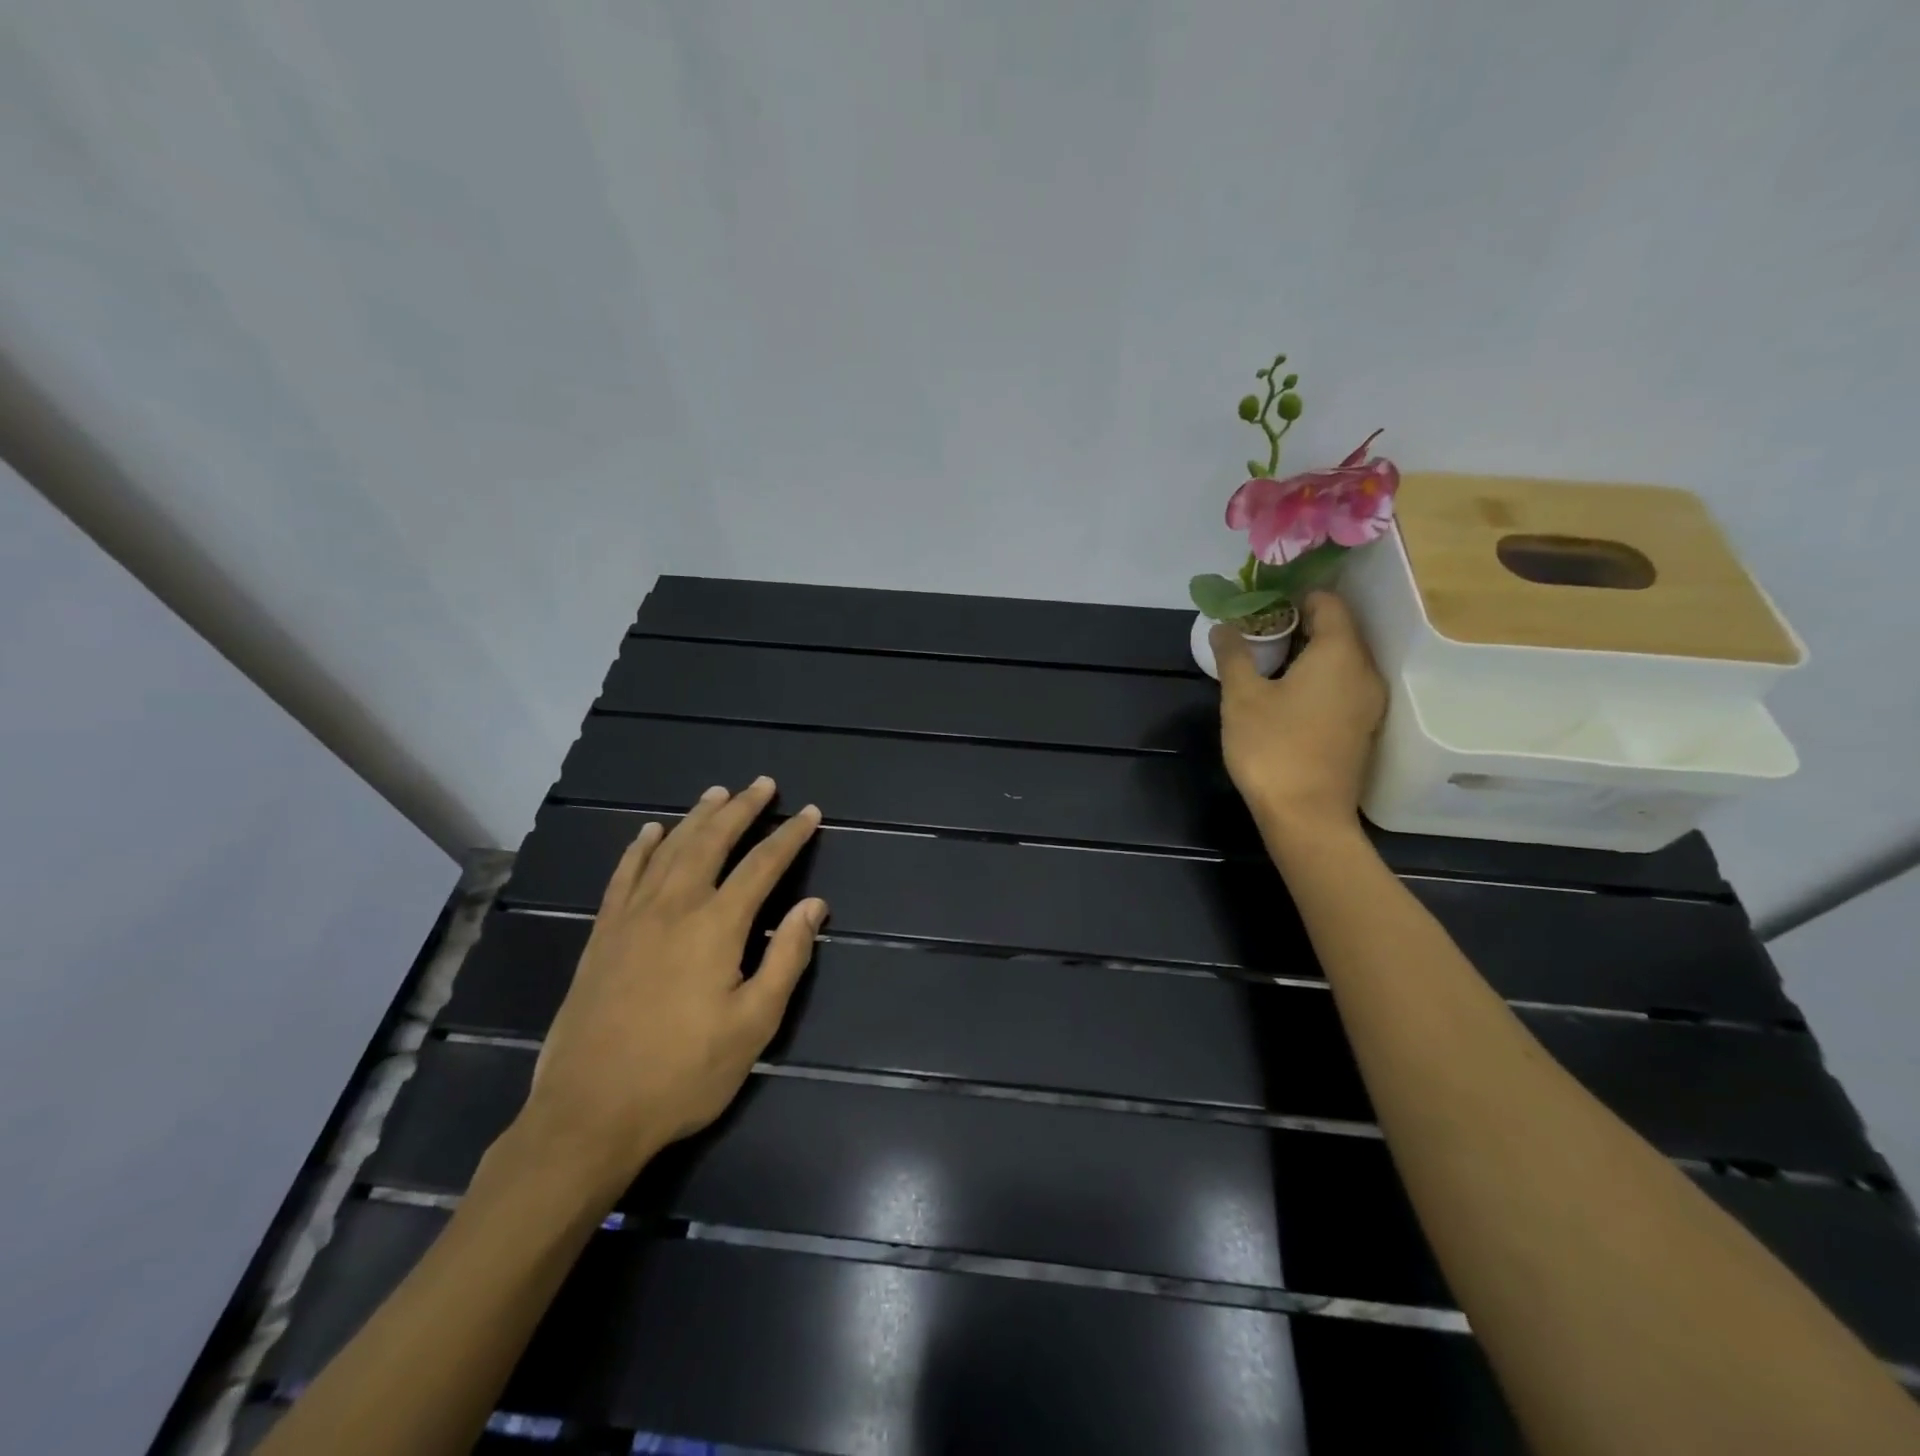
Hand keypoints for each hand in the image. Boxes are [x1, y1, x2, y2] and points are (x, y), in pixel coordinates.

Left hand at [511, 778, 826, 1187]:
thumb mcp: (753, 1024)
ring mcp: (632, 918)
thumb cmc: (683, 1073)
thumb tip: (814, 905)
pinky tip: (650, 832)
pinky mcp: (603, 936)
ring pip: (669, 850)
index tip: (808, 813)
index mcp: (716, 926)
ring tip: (717, 793)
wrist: (588, 1113)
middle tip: (763, 784)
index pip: (762, 865)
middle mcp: (674, 907)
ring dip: (696, 818)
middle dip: (742, 809)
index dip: (789, 836)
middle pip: (712, 842)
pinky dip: (640, 849)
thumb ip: (786, 958)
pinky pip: (623, 876)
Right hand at [1212, 591, 1385, 835]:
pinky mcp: (1362, 728)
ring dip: (1306, 653)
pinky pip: (1342, 685)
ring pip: (1340, 659)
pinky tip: (1286, 695)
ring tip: (1266, 662)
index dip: (1294, 596)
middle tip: (1256, 632)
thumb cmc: (1273, 749)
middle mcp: (1364, 672)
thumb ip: (1234, 654)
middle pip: (1337, 630)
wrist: (1307, 817)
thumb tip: (1224, 625)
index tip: (1260, 604)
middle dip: (1297, 623)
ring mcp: (1368, 703)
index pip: (1328, 602)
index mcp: (1340, 654)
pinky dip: (1317, 678)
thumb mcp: (1241, 697)